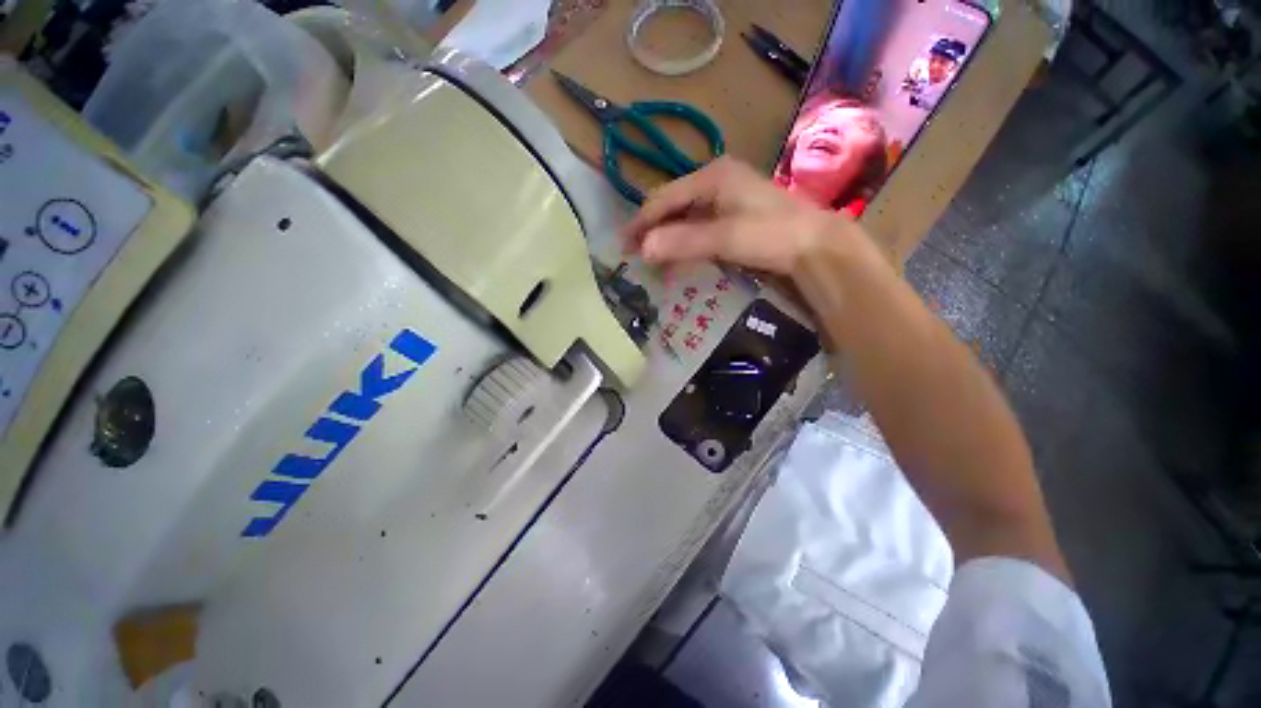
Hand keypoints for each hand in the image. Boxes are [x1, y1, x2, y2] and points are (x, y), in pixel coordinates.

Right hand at [622, 157, 855, 275]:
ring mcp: (727, 197)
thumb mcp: (724, 237)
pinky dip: (685, 241)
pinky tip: (679, 255)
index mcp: (712, 175)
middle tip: (635, 254)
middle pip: (673, 205)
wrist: (815, 245)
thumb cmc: (771, 234)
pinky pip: (699, 226)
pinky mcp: (734, 215)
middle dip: (652, 230)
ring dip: (667, 237)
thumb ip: (682, 241)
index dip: (641, 222)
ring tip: (653, 259)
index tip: (624, 246)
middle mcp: (716, 180)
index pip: (664, 198)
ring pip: (685, 217)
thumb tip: (643, 250)